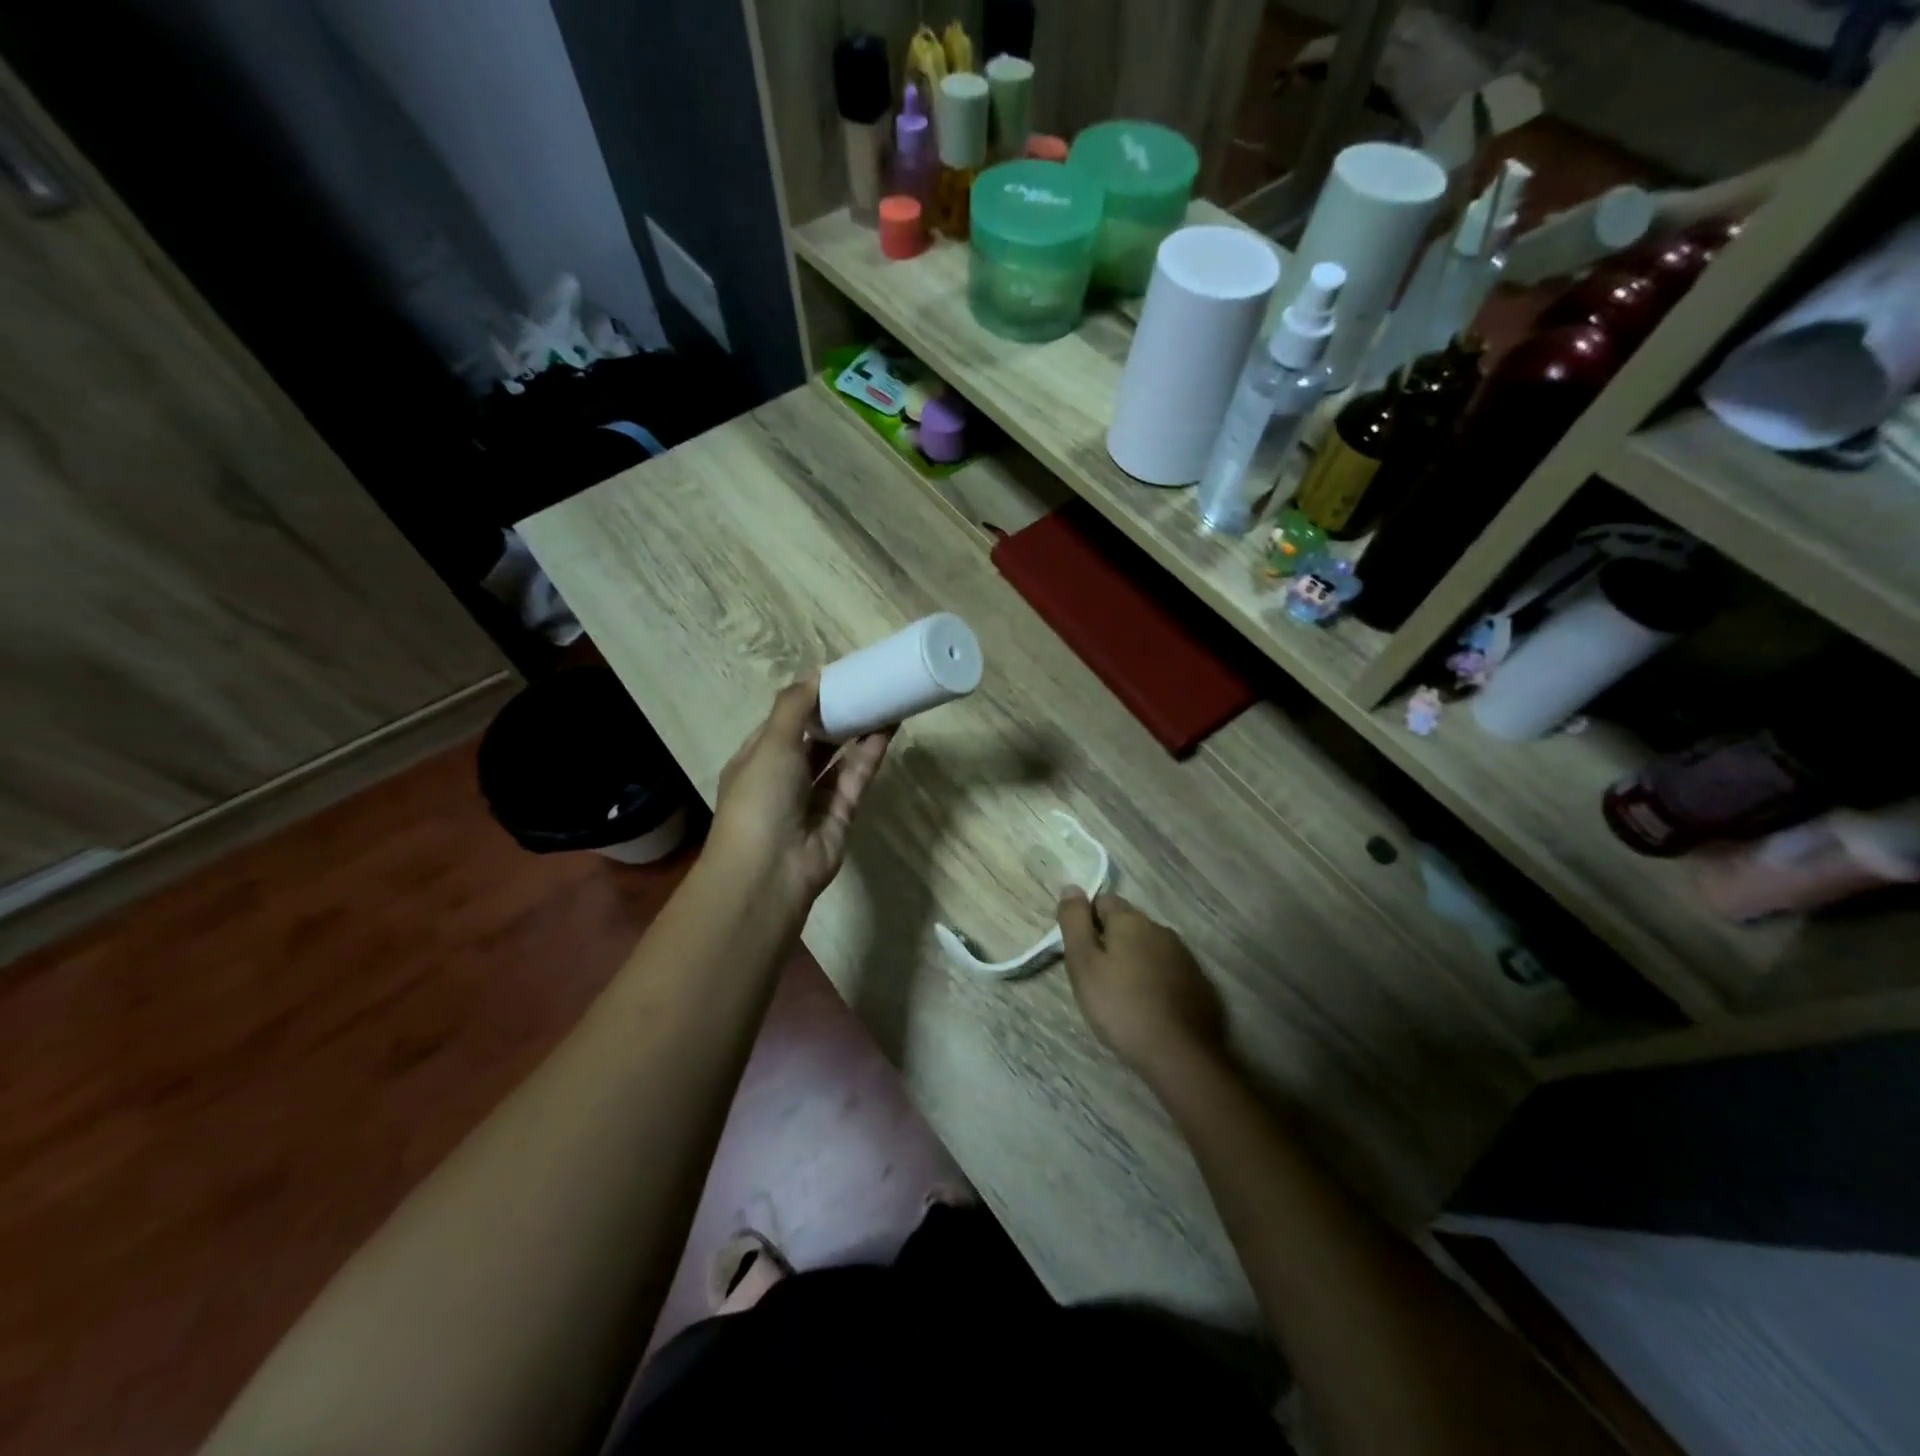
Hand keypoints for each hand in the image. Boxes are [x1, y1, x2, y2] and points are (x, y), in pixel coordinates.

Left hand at [708, 679, 891, 913]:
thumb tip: (816, 673)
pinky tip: (887, 729)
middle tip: (866, 686)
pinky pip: (856, 778)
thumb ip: (794, 706)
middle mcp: (784, 778)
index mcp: (757, 759)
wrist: (770, 871)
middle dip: (837, 715)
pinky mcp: (841, 815)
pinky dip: (870, 754)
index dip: (808, 700)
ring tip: (883, 700)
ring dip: (858, 732)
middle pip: (815, 740)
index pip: (784, 723)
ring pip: (839, 759)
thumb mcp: (771, 743)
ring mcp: (813, 799)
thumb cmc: (760, 798)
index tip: (836, 678)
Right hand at [1057, 892, 1226, 1084]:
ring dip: (1134, 959)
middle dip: (1110, 940)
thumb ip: (1074, 922)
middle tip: (1096, 976)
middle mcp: (1160, 929)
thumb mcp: (1083, 964)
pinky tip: (1149, 1005)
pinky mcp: (1198, 982)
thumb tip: (1071, 887)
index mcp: (1131, 920)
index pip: (1103, 900)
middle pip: (1127, 923)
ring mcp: (1183, 956)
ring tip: (1122, 993)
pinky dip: (1155, 979)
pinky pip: (1167, 970)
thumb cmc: (1120, 1006)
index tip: (1080, 951)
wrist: (1178, 1054)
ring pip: (1148, 946)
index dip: (1087, 921)